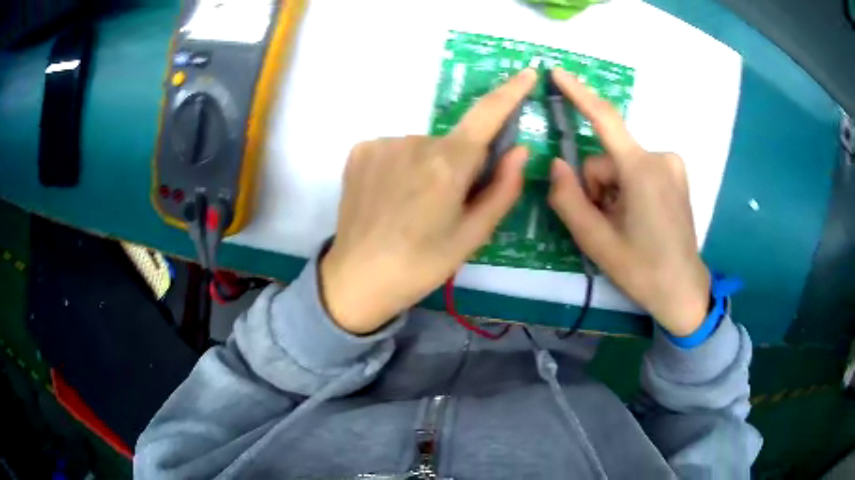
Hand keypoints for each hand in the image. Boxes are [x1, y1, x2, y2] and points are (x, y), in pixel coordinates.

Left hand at [320, 69, 536, 333]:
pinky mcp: (359, 150)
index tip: (526, 73)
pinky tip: (389, 197)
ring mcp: (382, 143)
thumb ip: (503, 188)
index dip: (510, 92)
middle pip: (453, 142)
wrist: (357, 279)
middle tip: (444, 207)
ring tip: (411, 207)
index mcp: (448, 164)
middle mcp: (414, 142)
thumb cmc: (421, 265)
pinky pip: (395, 150)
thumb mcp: (472, 236)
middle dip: (458, 165)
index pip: (487, 115)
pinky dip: (401, 167)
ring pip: (422, 147)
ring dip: (427, 168)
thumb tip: (520, 149)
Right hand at [547, 68, 709, 336]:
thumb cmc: (641, 270)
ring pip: (622, 166)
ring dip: (613, 190)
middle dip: (597, 186)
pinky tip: (638, 218)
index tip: (558, 72)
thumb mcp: (595, 240)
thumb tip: (556, 164)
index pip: (604, 120)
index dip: (578, 94)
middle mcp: (660, 157)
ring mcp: (672, 165)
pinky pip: (639, 170)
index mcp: (641, 170)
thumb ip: (567, 197)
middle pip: (608, 158)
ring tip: (623, 225)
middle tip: (605, 223)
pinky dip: (629, 189)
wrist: (683, 291)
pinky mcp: (676, 174)